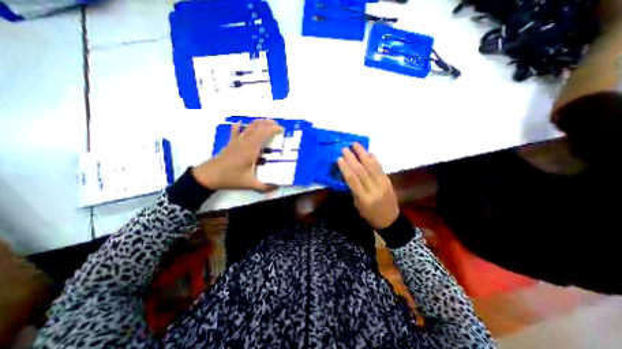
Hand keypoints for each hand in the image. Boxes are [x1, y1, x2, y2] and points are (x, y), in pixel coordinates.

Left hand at [194, 119, 282, 190]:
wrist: (209, 176)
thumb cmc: (231, 178)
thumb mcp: (250, 184)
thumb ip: (264, 186)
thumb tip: (277, 188)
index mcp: (251, 150)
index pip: (264, 134)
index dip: (273, 129)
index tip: (281, 129)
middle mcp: (245, 143)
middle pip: (257, 128)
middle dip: (268, 124)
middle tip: (276, 124)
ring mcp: (237, 142)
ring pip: (248, 128)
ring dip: (257, 123)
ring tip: (265, 121)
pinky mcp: (230, 144)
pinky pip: (235, 133)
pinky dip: (238, 127)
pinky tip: (239, 123)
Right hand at [338, 144, 400, 229]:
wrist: (390, 219)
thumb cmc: (369, 214)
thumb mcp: (357, 204)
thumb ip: (352, 189)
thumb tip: (347, 173)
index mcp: (364, 198)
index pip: (353, 180)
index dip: (345, 168)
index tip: (339, 158)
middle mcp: (374, 189)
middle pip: (361, 171)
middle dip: (352, 158)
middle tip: (344, 148)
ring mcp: (383, 184)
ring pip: (371, 166)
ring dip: (363, 154)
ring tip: (356, 144)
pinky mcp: (388, 180)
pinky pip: (380, 167)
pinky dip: (374, 158)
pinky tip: (368, 152)